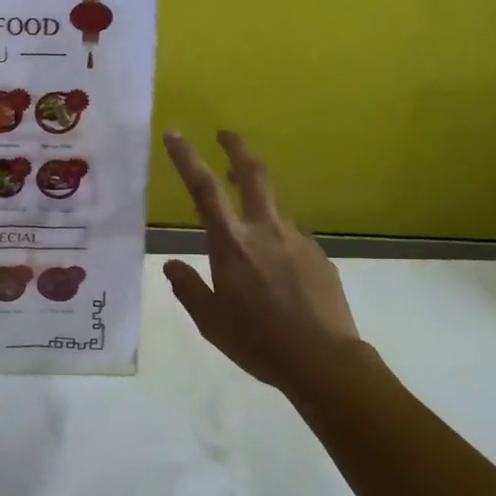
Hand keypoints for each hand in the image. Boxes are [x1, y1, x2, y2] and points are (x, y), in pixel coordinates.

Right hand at [160, 130, 362, 393]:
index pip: (204, 189)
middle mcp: (266, 231)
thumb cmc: (259, 342)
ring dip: (256, 203)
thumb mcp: (212, 322)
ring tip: (247, 229)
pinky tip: (278, 272)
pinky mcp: (319, 254)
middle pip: (253, 173)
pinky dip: (277, 242)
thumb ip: (189, 289)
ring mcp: (297, 239)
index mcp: (233, 245)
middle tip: (225, 134)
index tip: (175, 133)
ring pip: (273, 207)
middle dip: (237, 147)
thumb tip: (171, 266)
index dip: (187, 157)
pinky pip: (291, 239)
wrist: (324, 361)